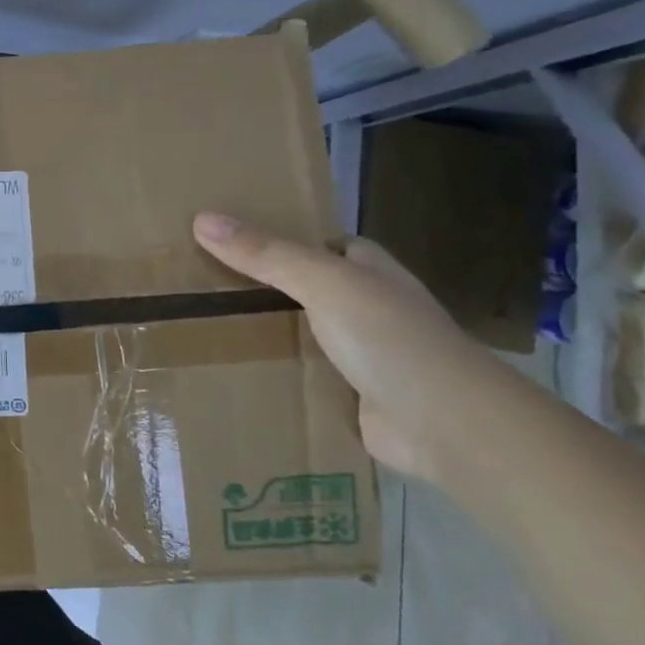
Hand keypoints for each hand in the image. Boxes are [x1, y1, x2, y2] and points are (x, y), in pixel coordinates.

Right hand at [192, 213, 496, 483]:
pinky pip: (301, 372)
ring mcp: (361, 352)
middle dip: (260, 285)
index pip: (319, 242)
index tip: (224, 237)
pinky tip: (231, 367)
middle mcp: (367, 305)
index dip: (277, 236)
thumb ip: (265, 254)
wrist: (446, 426)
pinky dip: (274, 369)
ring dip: (263, 329)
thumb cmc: (390, 337)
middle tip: (198, 279)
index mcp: (368, 269)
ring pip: (299, 330)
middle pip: (302, 286)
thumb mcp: (323, 282)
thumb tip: (201, 219)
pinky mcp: (350, 393)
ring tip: (200, 320)